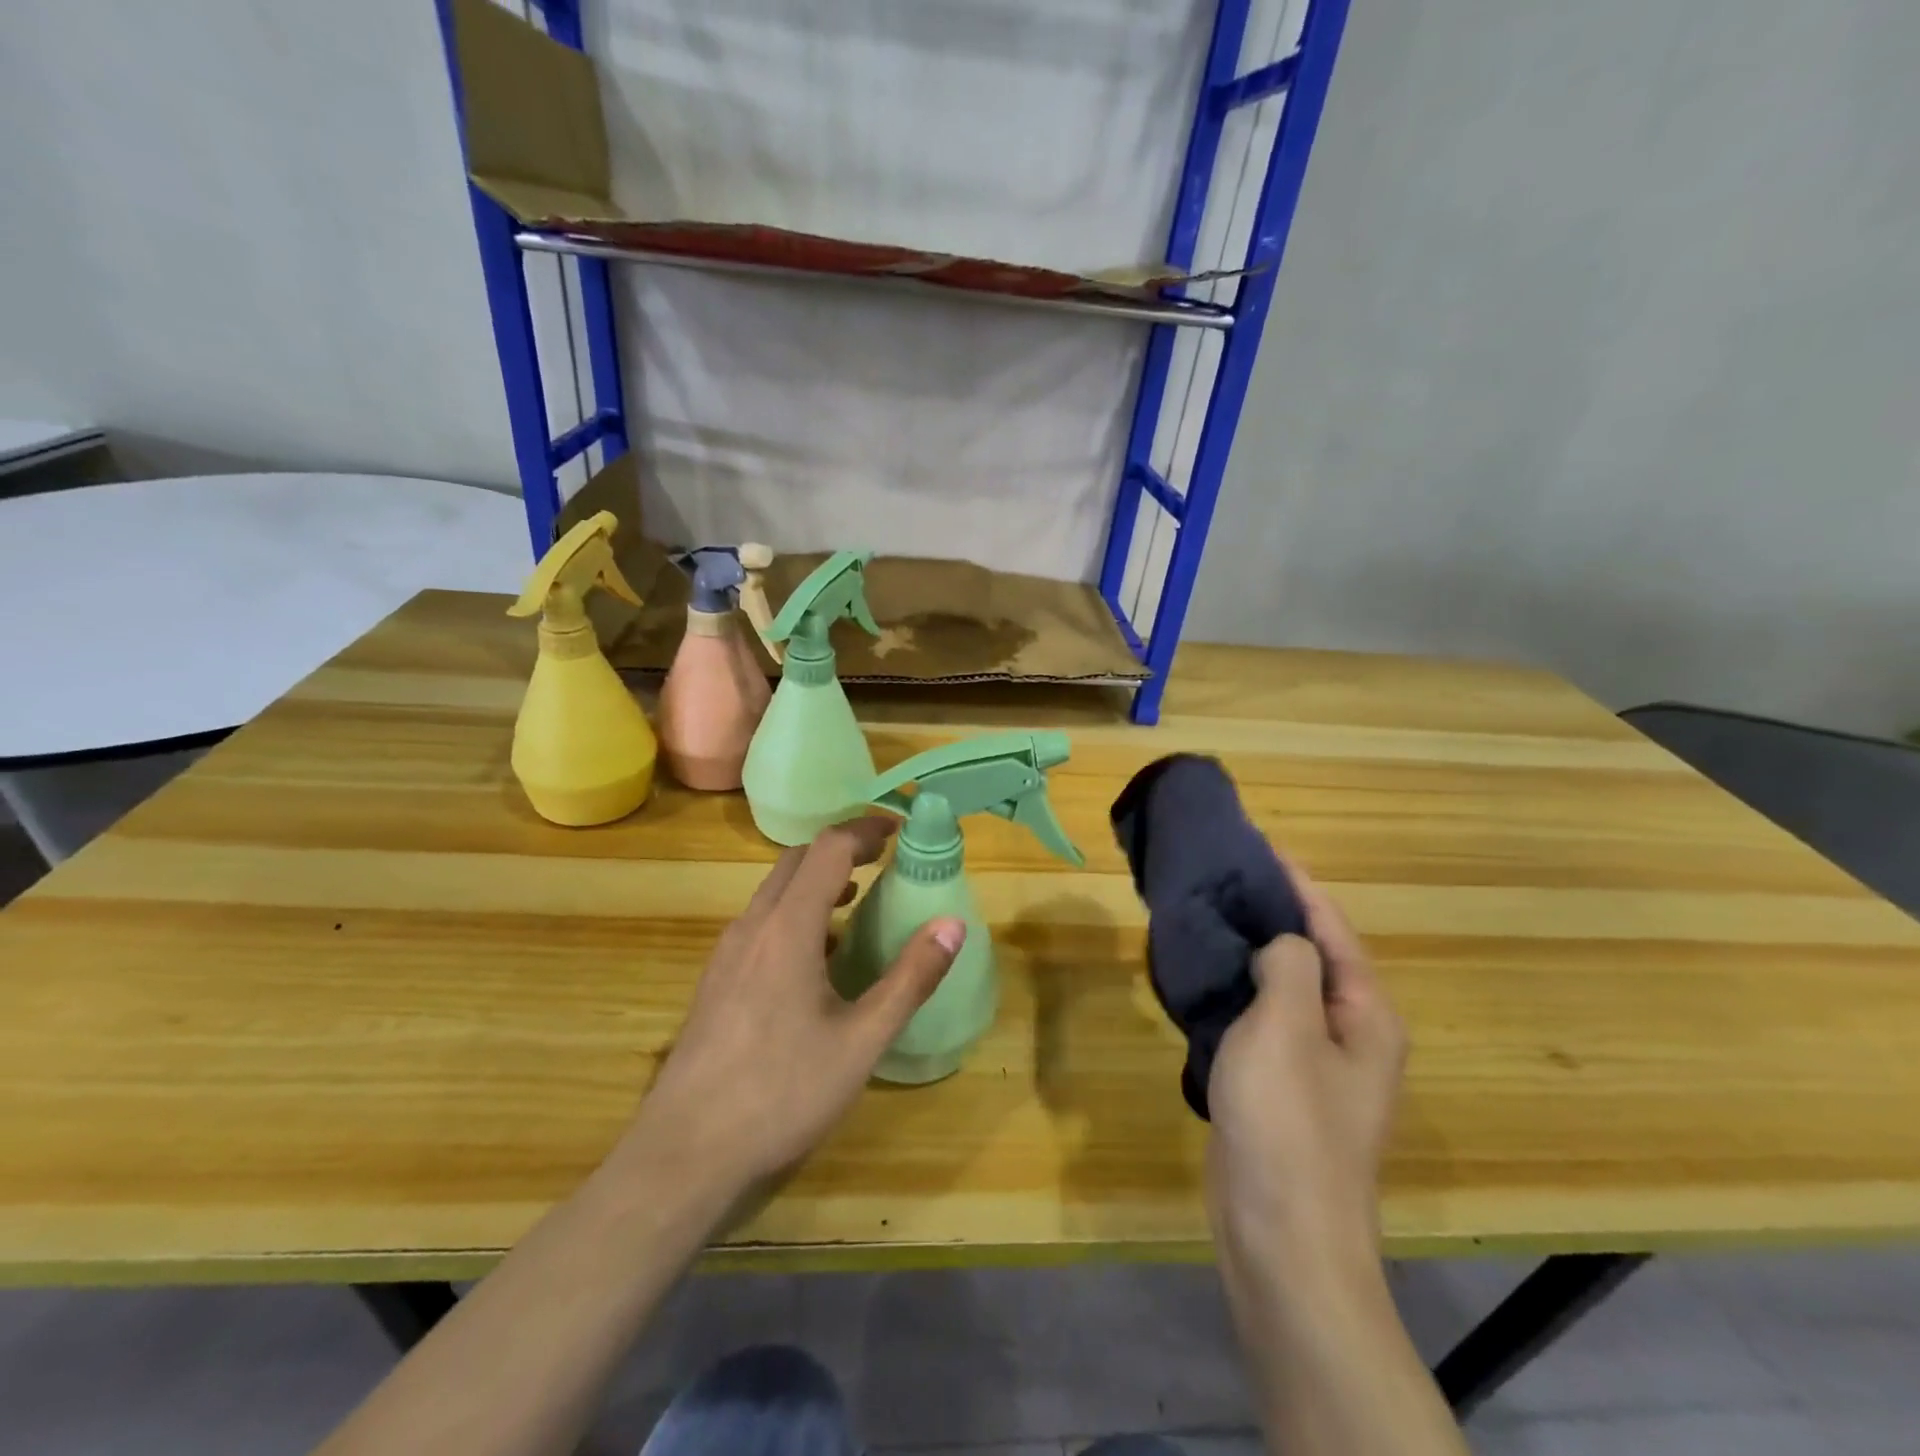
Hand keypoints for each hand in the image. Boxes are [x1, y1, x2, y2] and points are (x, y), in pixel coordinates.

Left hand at [619, 816, 966, 1206]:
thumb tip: (953, 924)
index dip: (865, 830)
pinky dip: (794, 914)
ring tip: (855, 901)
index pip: (827, 849)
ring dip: (815, 882)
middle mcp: (752, 928)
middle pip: (795, 861)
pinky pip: (760, 924)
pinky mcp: (715, 982)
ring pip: (773, 893)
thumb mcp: (862, 1041)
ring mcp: (726, 954)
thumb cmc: (782, 1093)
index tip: (899, 830)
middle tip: (882, 860)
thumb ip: (910, 978)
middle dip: (840, 849)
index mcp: (788, 928)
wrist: (684, 1154)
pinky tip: (815, 959)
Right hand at [1205, 862, 1406, 1282]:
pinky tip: (1206, 977)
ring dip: (1252, 953)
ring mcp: (1317, 1066)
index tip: (1260, 846)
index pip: (1333, 928)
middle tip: (1224, 878)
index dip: (1298, 884)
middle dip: (1273, 914)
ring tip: (1210, 916)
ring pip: (1284, 989)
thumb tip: (1282, 946)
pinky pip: (1264, 1021)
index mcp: (1366, 1015)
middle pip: (1313, 955)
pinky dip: (1239, 991)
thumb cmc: (1288, 1123)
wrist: (1281, 1235)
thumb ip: (1290, 968)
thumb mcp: (1287, 1028)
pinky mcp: (1283, 1089)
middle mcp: (1352, 1034)